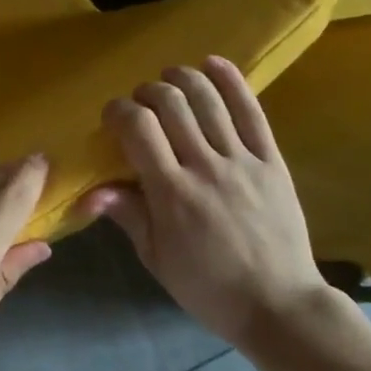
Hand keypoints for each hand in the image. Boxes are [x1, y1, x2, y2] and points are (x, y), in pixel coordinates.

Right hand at [81, 57, 333, 350]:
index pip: (138, 128)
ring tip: (169, 78)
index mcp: (172, 193)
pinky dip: (231, 81)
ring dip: (182, 78)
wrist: (280, 307)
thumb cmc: (208, 287)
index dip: (119, 111)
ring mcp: (242, 161)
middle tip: (141, 103)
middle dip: (147, 92)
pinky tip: (212, 63)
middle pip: (171, 104)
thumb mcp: (157, 258)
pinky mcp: (272, 161)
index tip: (112, 116)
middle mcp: (205, 167)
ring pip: (208, 99)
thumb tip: (90, 191)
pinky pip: (251, 111)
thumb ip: (127, 215)